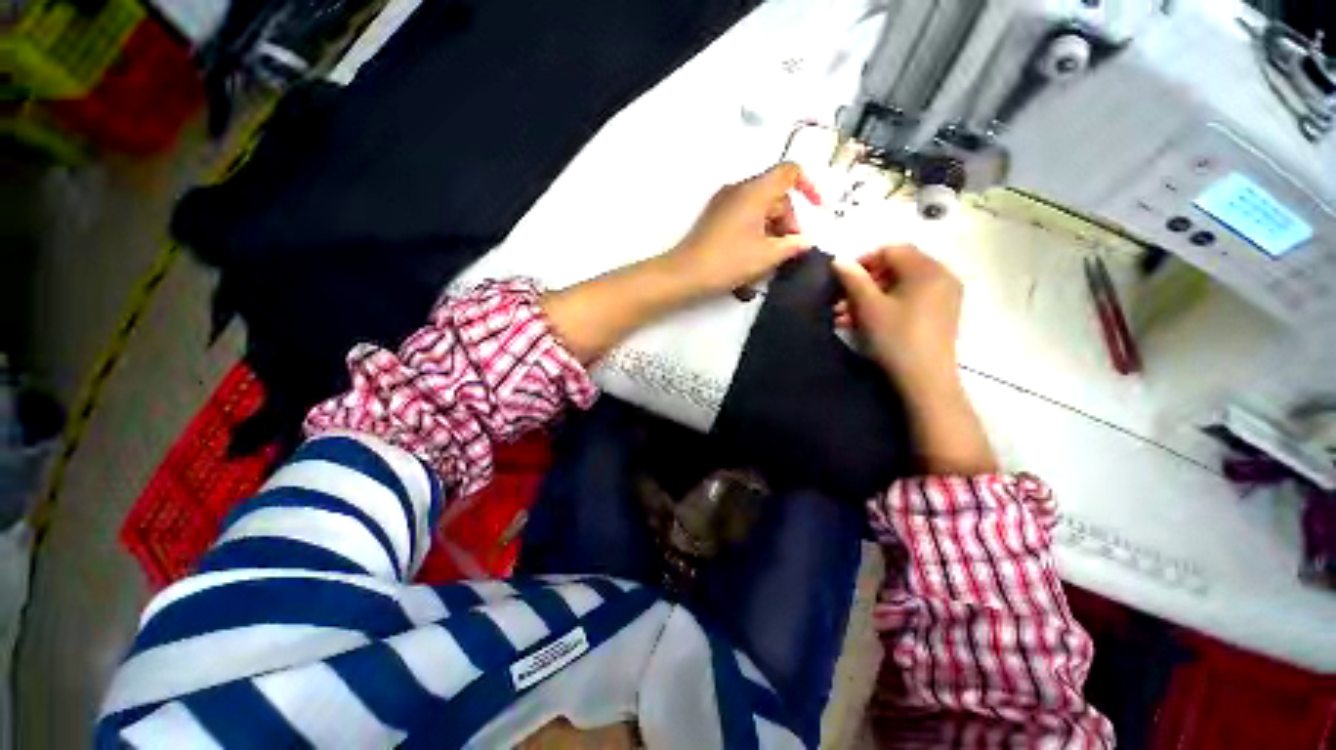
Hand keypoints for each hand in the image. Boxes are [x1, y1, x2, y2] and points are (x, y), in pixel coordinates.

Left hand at [666, 162, 820, 295]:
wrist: (686, 274)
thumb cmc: (729, 262)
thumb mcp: (767, 256)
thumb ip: (792, 245)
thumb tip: (805, 241)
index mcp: (755, 190)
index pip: (790, 172)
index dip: (809, 187)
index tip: (817, 211)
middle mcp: (738, 189)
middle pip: (775, 193)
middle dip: (789, 218)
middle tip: (791, 248)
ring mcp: (723, 202)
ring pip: (759, 206)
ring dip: (773, 227)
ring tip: (774, 257)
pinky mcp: (715, 216)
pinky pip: (744, 214)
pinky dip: (757, 229)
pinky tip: (757, 254)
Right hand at [832, 245, 962, 389]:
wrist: (925, 380)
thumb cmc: (896, 338)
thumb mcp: (869, 307)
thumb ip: (853, 279)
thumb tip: (838, 260)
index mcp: (927, 269)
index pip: (891, 251)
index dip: (863, 262)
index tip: (842, 281)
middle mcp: (941, 276)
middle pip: (896, 268)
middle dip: (864, 283)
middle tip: (841, 301)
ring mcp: (944, 296)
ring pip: (900, 286)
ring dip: (870, 297)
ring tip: (845, 316)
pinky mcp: (941, 314)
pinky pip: (910, 299)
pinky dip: (886, 306)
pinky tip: (864, 322)